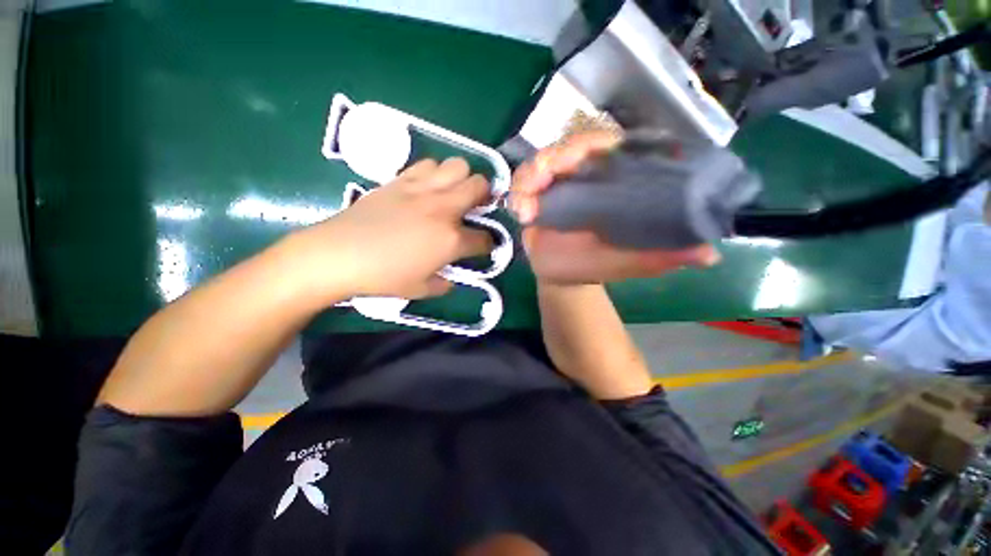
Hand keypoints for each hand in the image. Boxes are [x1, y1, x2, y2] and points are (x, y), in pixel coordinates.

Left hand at [290, 158, 492, 300]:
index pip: (484, 239)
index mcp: (451, 240)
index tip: (483, 246)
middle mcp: (443, 209)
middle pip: (479, 186)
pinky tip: (428, 187)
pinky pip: (428, 164)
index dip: (488, 244)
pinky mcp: (401, 179)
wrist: (340, 254)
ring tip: (453, 192)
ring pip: (458, 165)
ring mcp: (423, 190)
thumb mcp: (421, 289)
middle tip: (477, 206)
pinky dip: (435, 173)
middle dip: (485, 196)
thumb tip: (450, 278)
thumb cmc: (384, 276)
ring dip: (462, 178)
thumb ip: (443, 284)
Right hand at [510, 131, 719, 283]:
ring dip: (530, 175)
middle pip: (572, 147)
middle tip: (542, 179)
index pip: (615, 147)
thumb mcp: (632, 262)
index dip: (601, 145)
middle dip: (556, 158)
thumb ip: (663, 255)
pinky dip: (518, 192)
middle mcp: (587, 175)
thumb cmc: (597, 265)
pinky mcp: (535, 194)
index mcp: (616, 183)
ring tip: (525, 207)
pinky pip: (523, 182)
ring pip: (543, 160)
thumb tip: (709, 255)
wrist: (563, 276)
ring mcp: (559, 182)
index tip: (588, 157)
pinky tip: (519, 213)